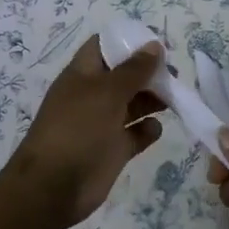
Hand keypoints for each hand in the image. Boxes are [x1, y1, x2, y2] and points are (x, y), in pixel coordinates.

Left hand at [5, 36, 166, 228]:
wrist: (54, 186)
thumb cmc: (78, 128)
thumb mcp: (107, 92)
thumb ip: (133, 70)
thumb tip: (154, 46)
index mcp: (82, 74)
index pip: (103, 47)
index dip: (128, 42)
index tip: (156, 44)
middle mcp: (92, 95)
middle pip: (123, 76)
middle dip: (147, 72)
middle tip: (174, 74)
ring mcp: (102, 124)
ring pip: (132, 104)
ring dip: (152, 99)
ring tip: (174, 97)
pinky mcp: (111, 150)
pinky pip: (134, 135)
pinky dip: (147, 130)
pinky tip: (155, 129)